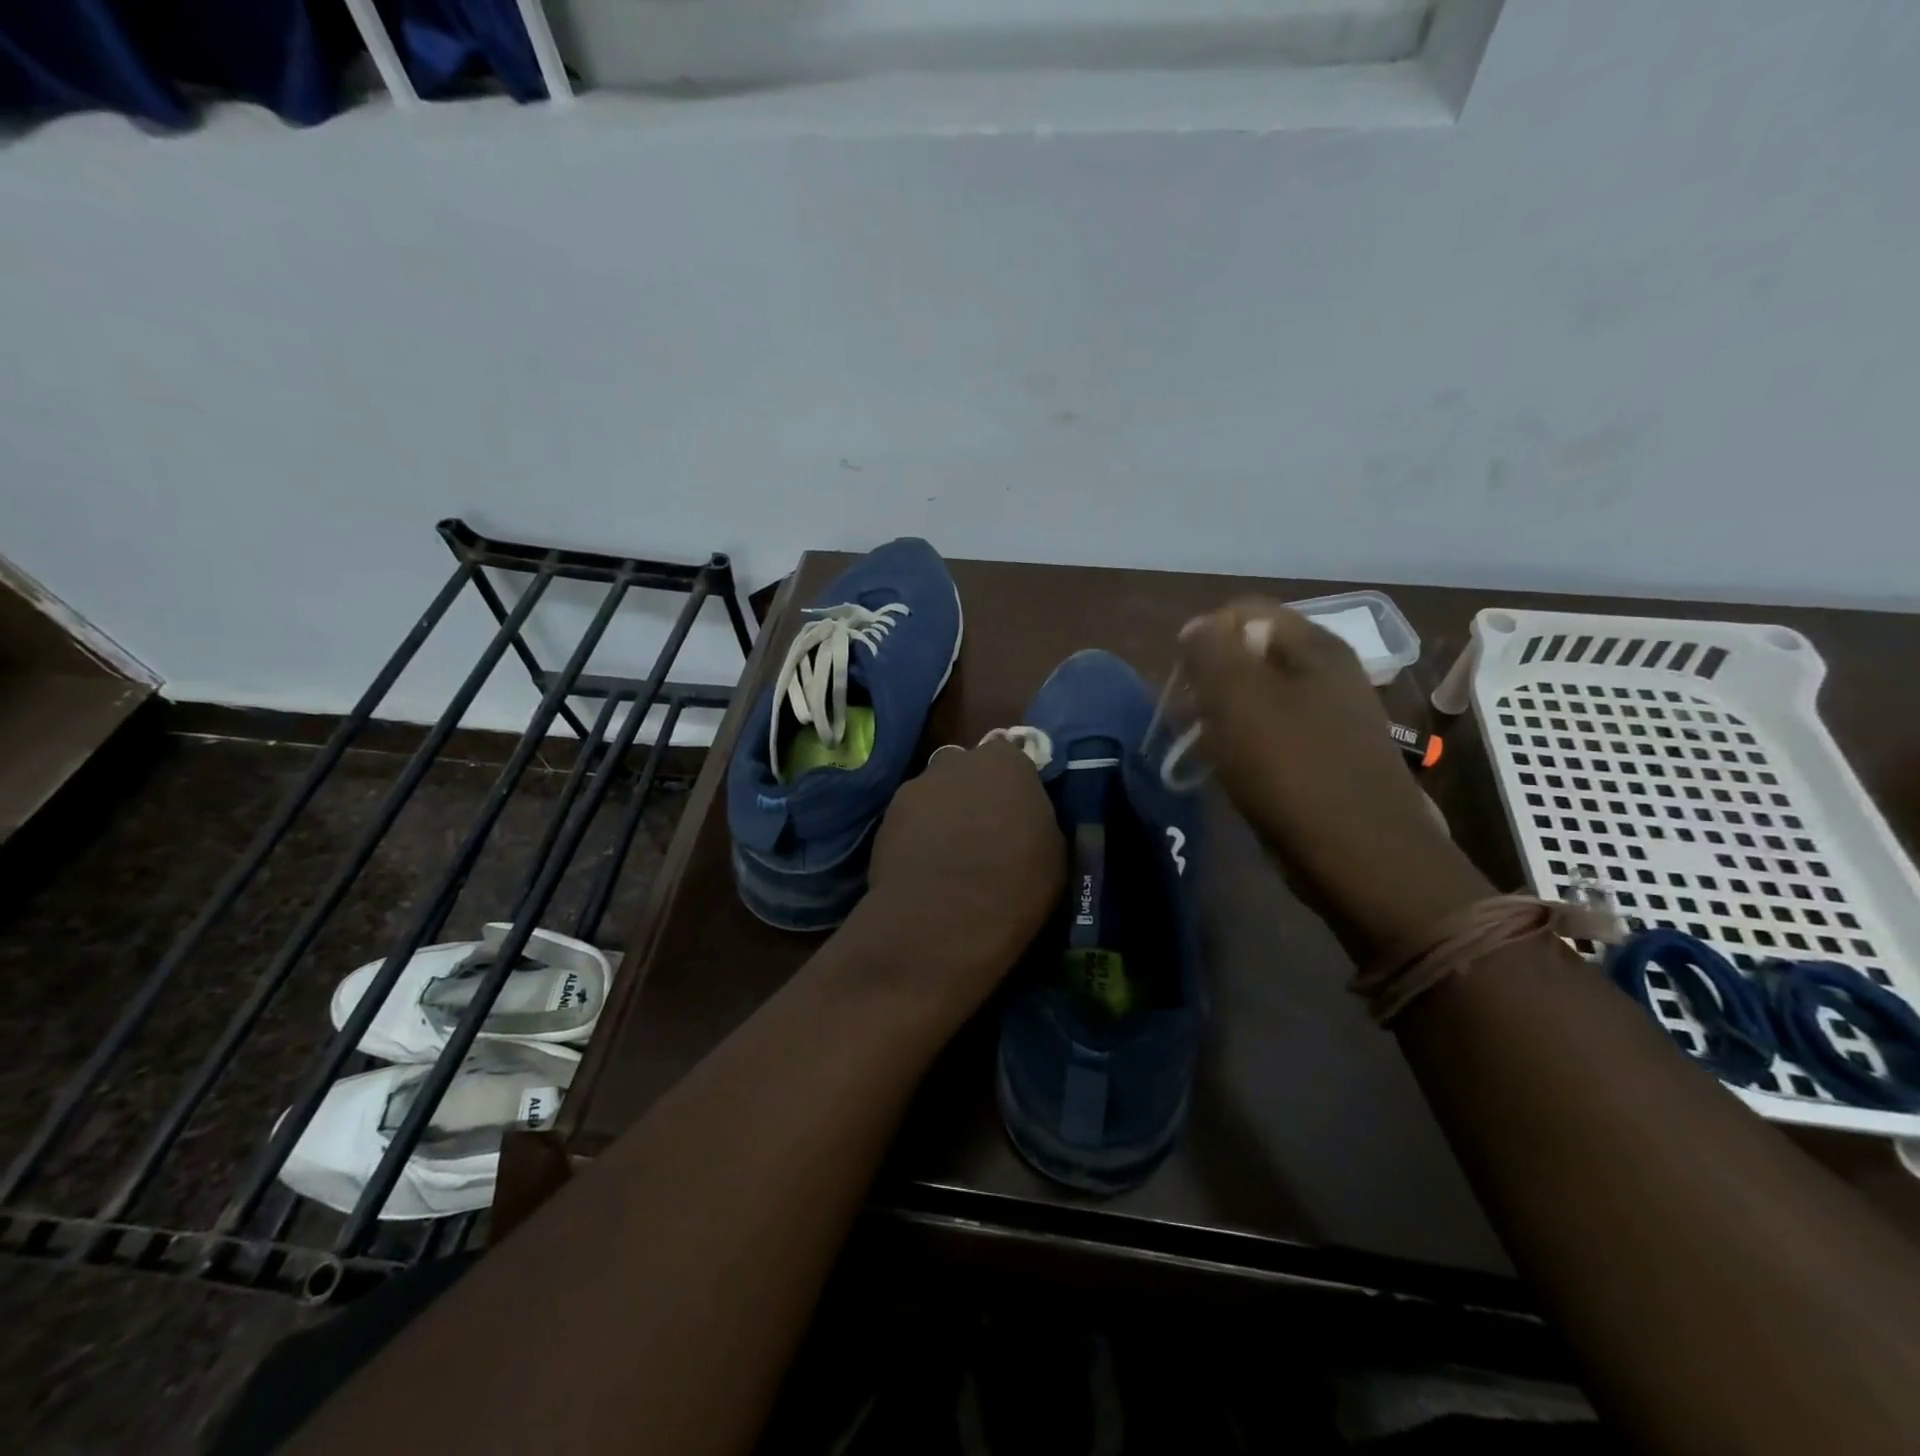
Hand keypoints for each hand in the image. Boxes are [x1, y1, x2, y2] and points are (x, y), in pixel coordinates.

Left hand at [855, 739, 1064, 1011]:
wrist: (944, 918)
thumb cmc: (1015, 883)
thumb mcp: (1054, 852)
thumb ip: (1038, 821)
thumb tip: (1027, 822)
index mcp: (1005, 762)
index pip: (1012, 759)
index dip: (1013, 787)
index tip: (1017, 815)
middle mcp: (957, 762)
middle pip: (966, 770)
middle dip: (972, 793)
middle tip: (982, 832)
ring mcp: (916, 787)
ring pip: (933, 794)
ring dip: (942, 814)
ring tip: (949, 857)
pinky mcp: (885, 818)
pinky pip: (908, 821)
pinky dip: (916, 837)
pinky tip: (924, 869)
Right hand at [1178, 601, 1490, 955]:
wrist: (1360, 856)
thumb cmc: (1291, 768)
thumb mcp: (1237, 699)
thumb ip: (1210, 651)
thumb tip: (1197, 627)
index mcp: (1313, 646)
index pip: (1244, 611)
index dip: (1204, 637)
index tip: (1183, 681)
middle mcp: (1330, 671)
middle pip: (1252, 653)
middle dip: (1211, 679)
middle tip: (1186, 717)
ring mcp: (1334, 715)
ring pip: (1261, 696)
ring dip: (1224, 714)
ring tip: (1201, 746)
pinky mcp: (1329, 756)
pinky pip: (1276, 732)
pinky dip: (1247, 742)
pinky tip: (1233, 770)